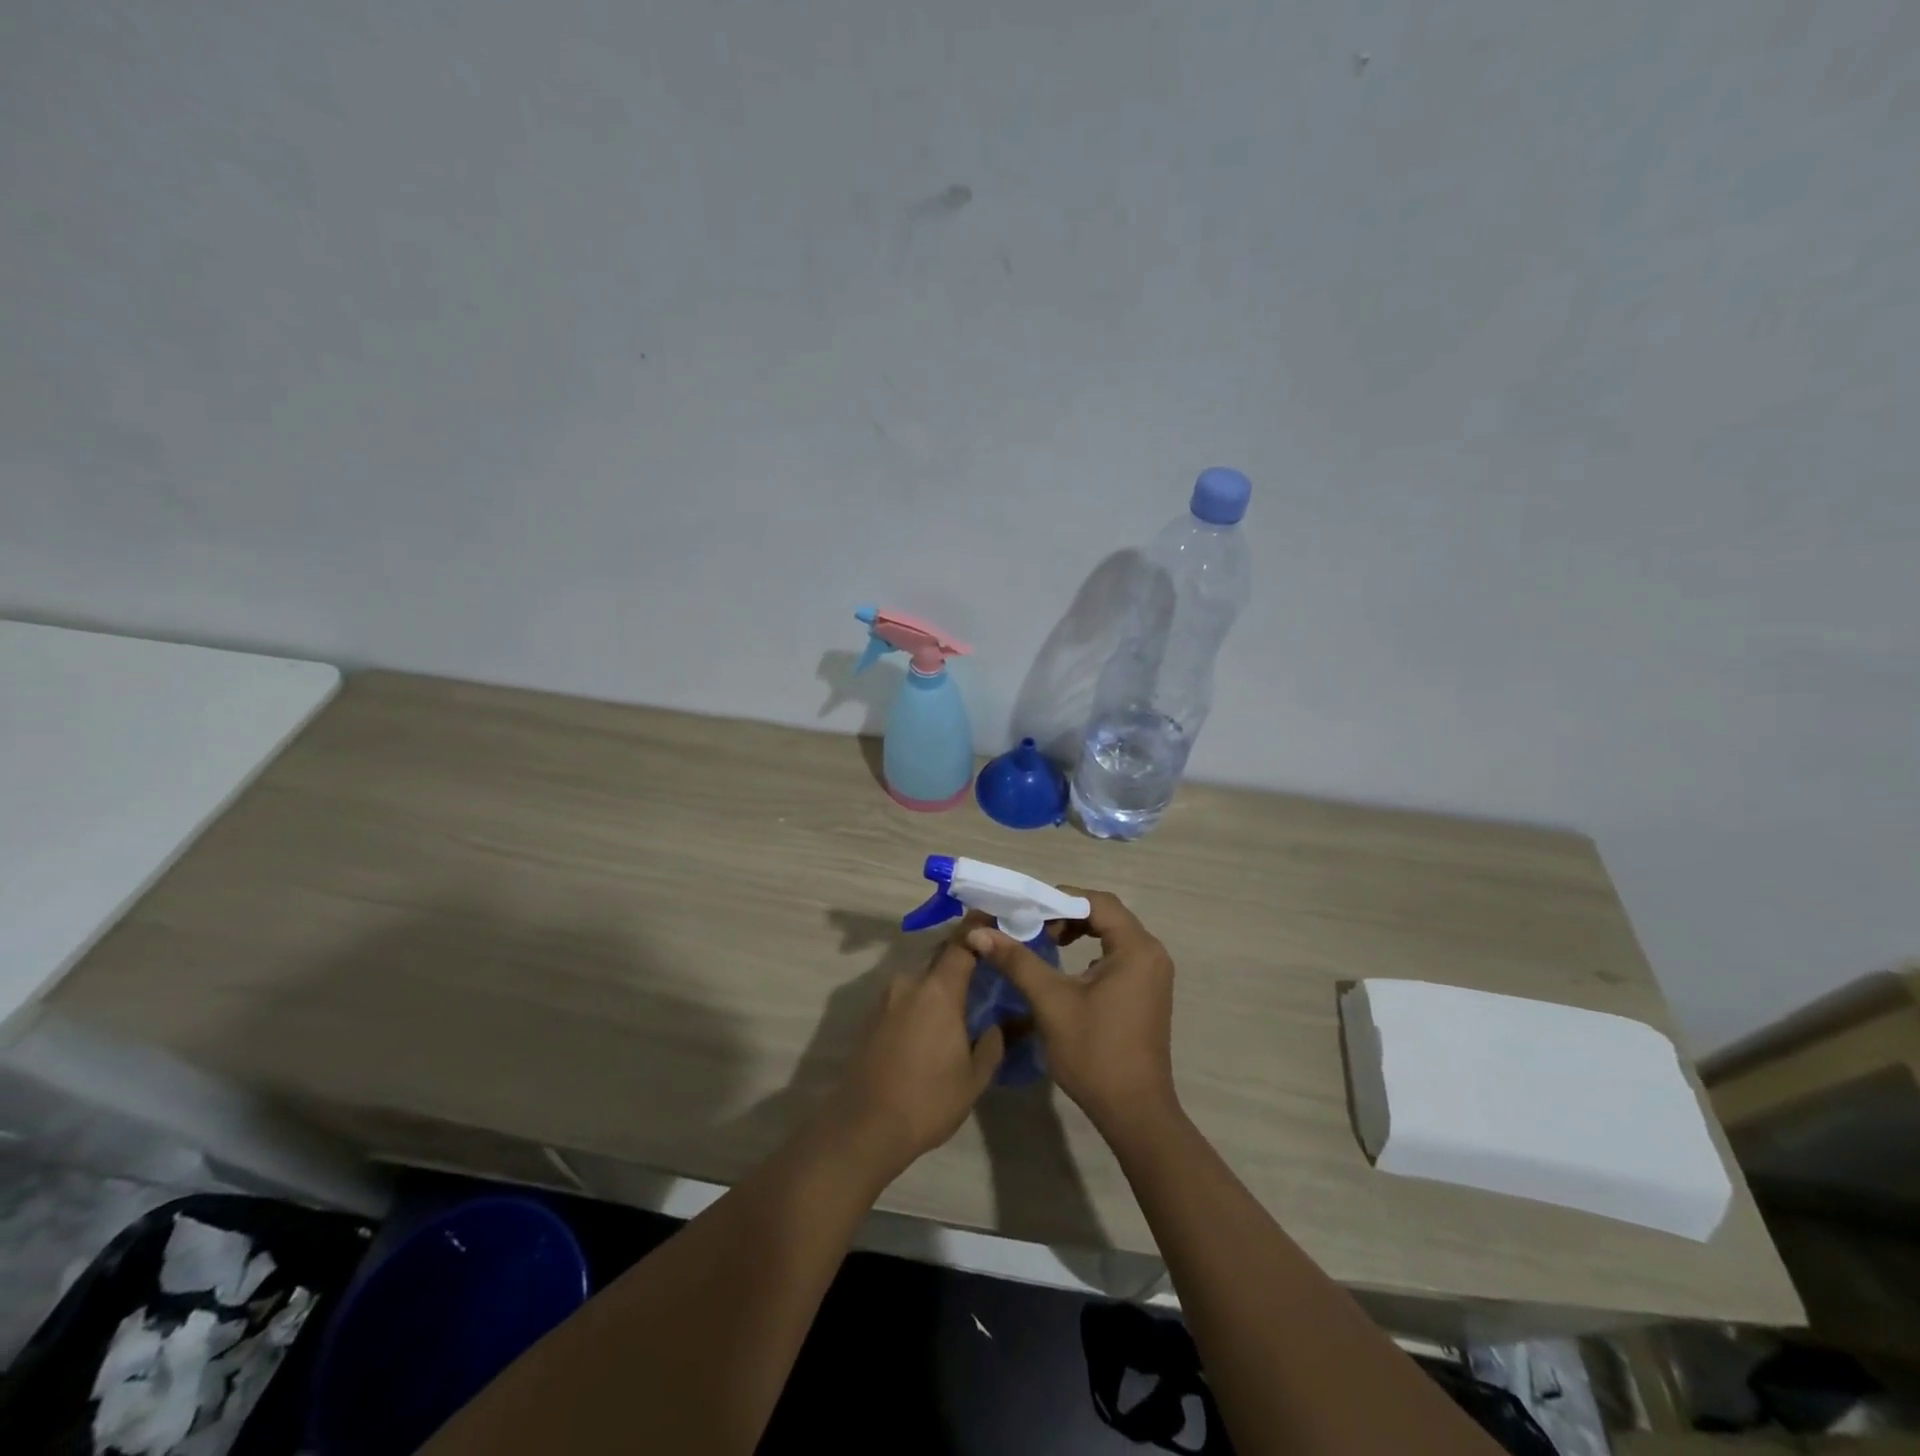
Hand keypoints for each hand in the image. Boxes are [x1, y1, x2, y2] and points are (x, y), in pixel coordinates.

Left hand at [822, 922, 1004, 1177]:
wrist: (864, 1126)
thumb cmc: (927, 1100)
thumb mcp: (974, 1077)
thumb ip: (992, 1043)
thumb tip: (997, 1024)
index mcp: (938, 990)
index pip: (963, 943)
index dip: (981, 929)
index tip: (998, 919)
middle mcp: (910, 983)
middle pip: (941, 957)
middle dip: (964, 957)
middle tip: (988, 968)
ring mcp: (887, 999)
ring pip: (923, 978)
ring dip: (942, 982)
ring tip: (964, 1000)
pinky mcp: (873, 1017)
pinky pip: (907, 996)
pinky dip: (924, 1000)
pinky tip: (935, 1025)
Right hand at [966, 890, 1177, 1135]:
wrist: (1134, 1112)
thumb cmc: (1094, 1052)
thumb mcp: (1051, 1001)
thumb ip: (1017, 960)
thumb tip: (979, 932)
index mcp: (1136, 948)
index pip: (1097, 902)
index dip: (1059, 899)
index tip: (1026, 909)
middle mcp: (1151, 954)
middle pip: (1106, 915)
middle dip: (1066, 915)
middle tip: (1032, 925)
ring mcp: (1153, 975)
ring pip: (1112, 935)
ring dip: (1078, 932)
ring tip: (1045, 942)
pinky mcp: (1147, 992)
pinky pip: (1118, 956)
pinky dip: (1091, 952)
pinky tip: (1066, 969)